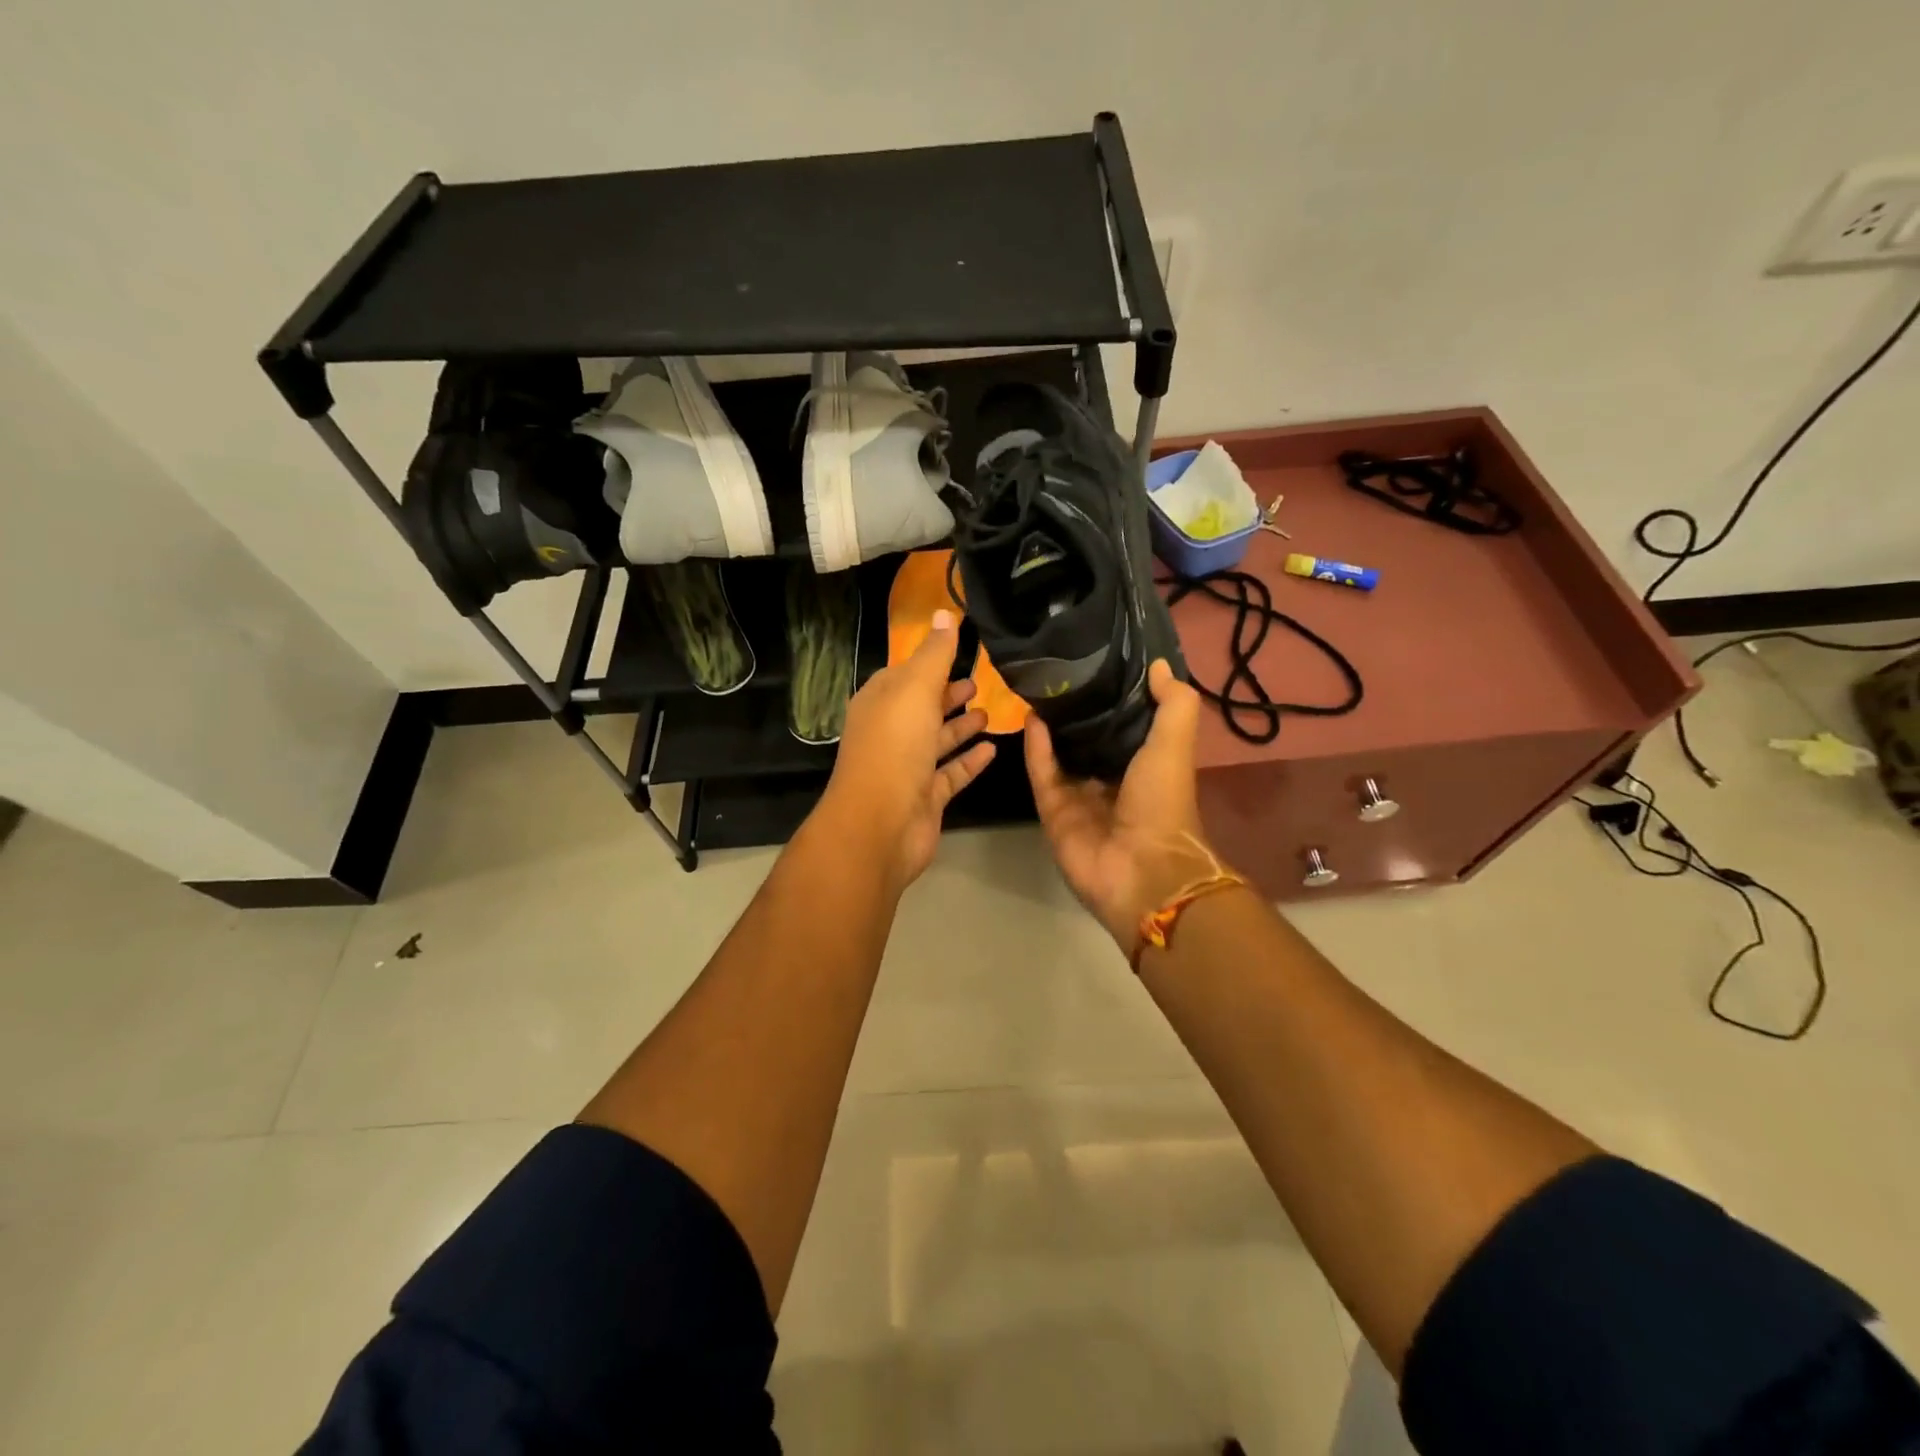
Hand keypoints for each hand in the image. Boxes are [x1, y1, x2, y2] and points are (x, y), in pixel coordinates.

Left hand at [816, 610, 996, 887]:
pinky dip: (970, 761)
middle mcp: (890, 733)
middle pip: (922, 707)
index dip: (930, 662)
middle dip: (947, 694)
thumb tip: (944, 613)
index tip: (961, 650)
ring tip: (989, 712)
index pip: (905, 674)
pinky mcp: (925, 798)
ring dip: (961, 726)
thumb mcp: (915, 688)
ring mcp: (907, 768)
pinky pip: (951, 773)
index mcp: (879, 702)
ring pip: (937, 741)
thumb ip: (934, 653)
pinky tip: (993, 749)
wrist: (880, 824)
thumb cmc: (894, 746)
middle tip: (979, 683)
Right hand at [1025, 659, 1224, 950]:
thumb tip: (1157, 664)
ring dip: (1051, 726)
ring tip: (1038, 689)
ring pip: (1060, 754)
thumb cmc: (1164, 803)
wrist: (1142, 869)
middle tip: (1059, 671)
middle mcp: (1111, 778)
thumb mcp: (1175, 745)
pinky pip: (1042, 773)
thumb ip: (1173, 704)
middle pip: (1087, 738)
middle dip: (1076, 710)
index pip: (1125, 724)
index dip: (1114, 696)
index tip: (1099, 662)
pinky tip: (1031, 717)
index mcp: (1144, 765)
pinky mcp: (1053, 811)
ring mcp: (1080, 797)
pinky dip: (1036, 748)